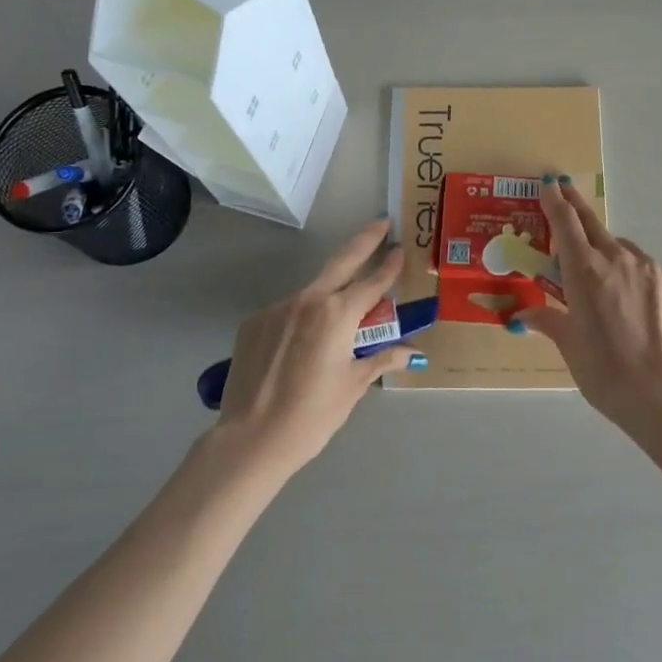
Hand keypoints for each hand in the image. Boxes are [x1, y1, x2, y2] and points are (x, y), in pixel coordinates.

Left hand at [216, 220, 420, 476]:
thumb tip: (411, 352)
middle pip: (341, 262)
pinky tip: (299, 348)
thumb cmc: (312, 415)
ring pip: (312, 293)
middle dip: (364, 241)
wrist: (250, 439)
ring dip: (329, 295)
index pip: (372, 283)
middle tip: (380, 222)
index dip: (389, 265)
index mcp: (337, 314)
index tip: (399, 247)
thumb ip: (380, 359)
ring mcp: (276, 309)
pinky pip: (286, 313)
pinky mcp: (253, 322)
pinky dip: (300, 320)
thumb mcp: (352, 386)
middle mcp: (307, 301)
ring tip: (337, 322)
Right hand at [514, 178, 661, 422]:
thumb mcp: (568, 344)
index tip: (550, 184)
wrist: (659, 394)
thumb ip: (548, 320)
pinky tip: (635, 305)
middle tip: (566, 192)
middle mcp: (617, 258)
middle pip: (593, 224)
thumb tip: (523, 316)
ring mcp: (650, 268)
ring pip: (622, 250)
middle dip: (577, 207)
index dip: (555, 201)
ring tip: (605, 283)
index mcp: (584, 270)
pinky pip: (647, 270)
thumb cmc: (602, 370)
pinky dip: (635, 278)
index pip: (565, 223)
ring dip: (608, 255)